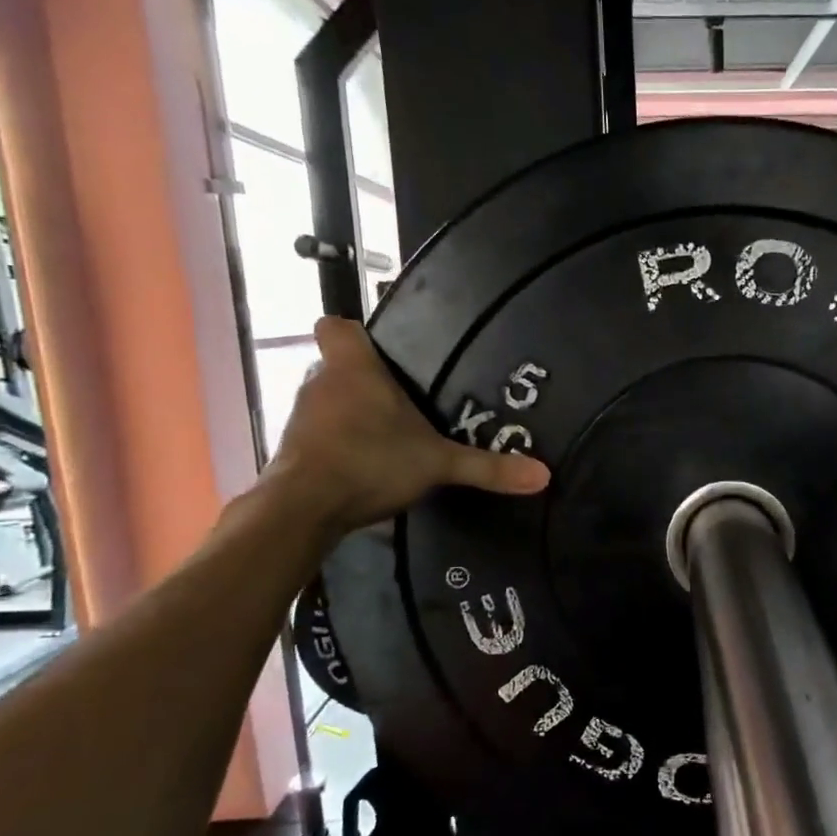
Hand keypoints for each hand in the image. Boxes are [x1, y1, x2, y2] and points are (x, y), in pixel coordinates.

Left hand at [264, 317, 548, 534]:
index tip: (382, 350)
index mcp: (353, 368)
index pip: (336, 326)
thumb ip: (487, 467)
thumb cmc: (369, 462)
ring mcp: (301, 416)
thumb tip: (543, 474)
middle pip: (339, 367)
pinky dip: (337, 443)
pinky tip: (365, 465)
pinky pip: (319, 433)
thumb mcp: (438, 464)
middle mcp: (320, 382)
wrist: (302, 509)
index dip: (355, 333)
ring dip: (351, 414)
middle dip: (367, 382)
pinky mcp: (292, 449)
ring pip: (329, 401)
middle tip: (404, 402)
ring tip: (388, 436)